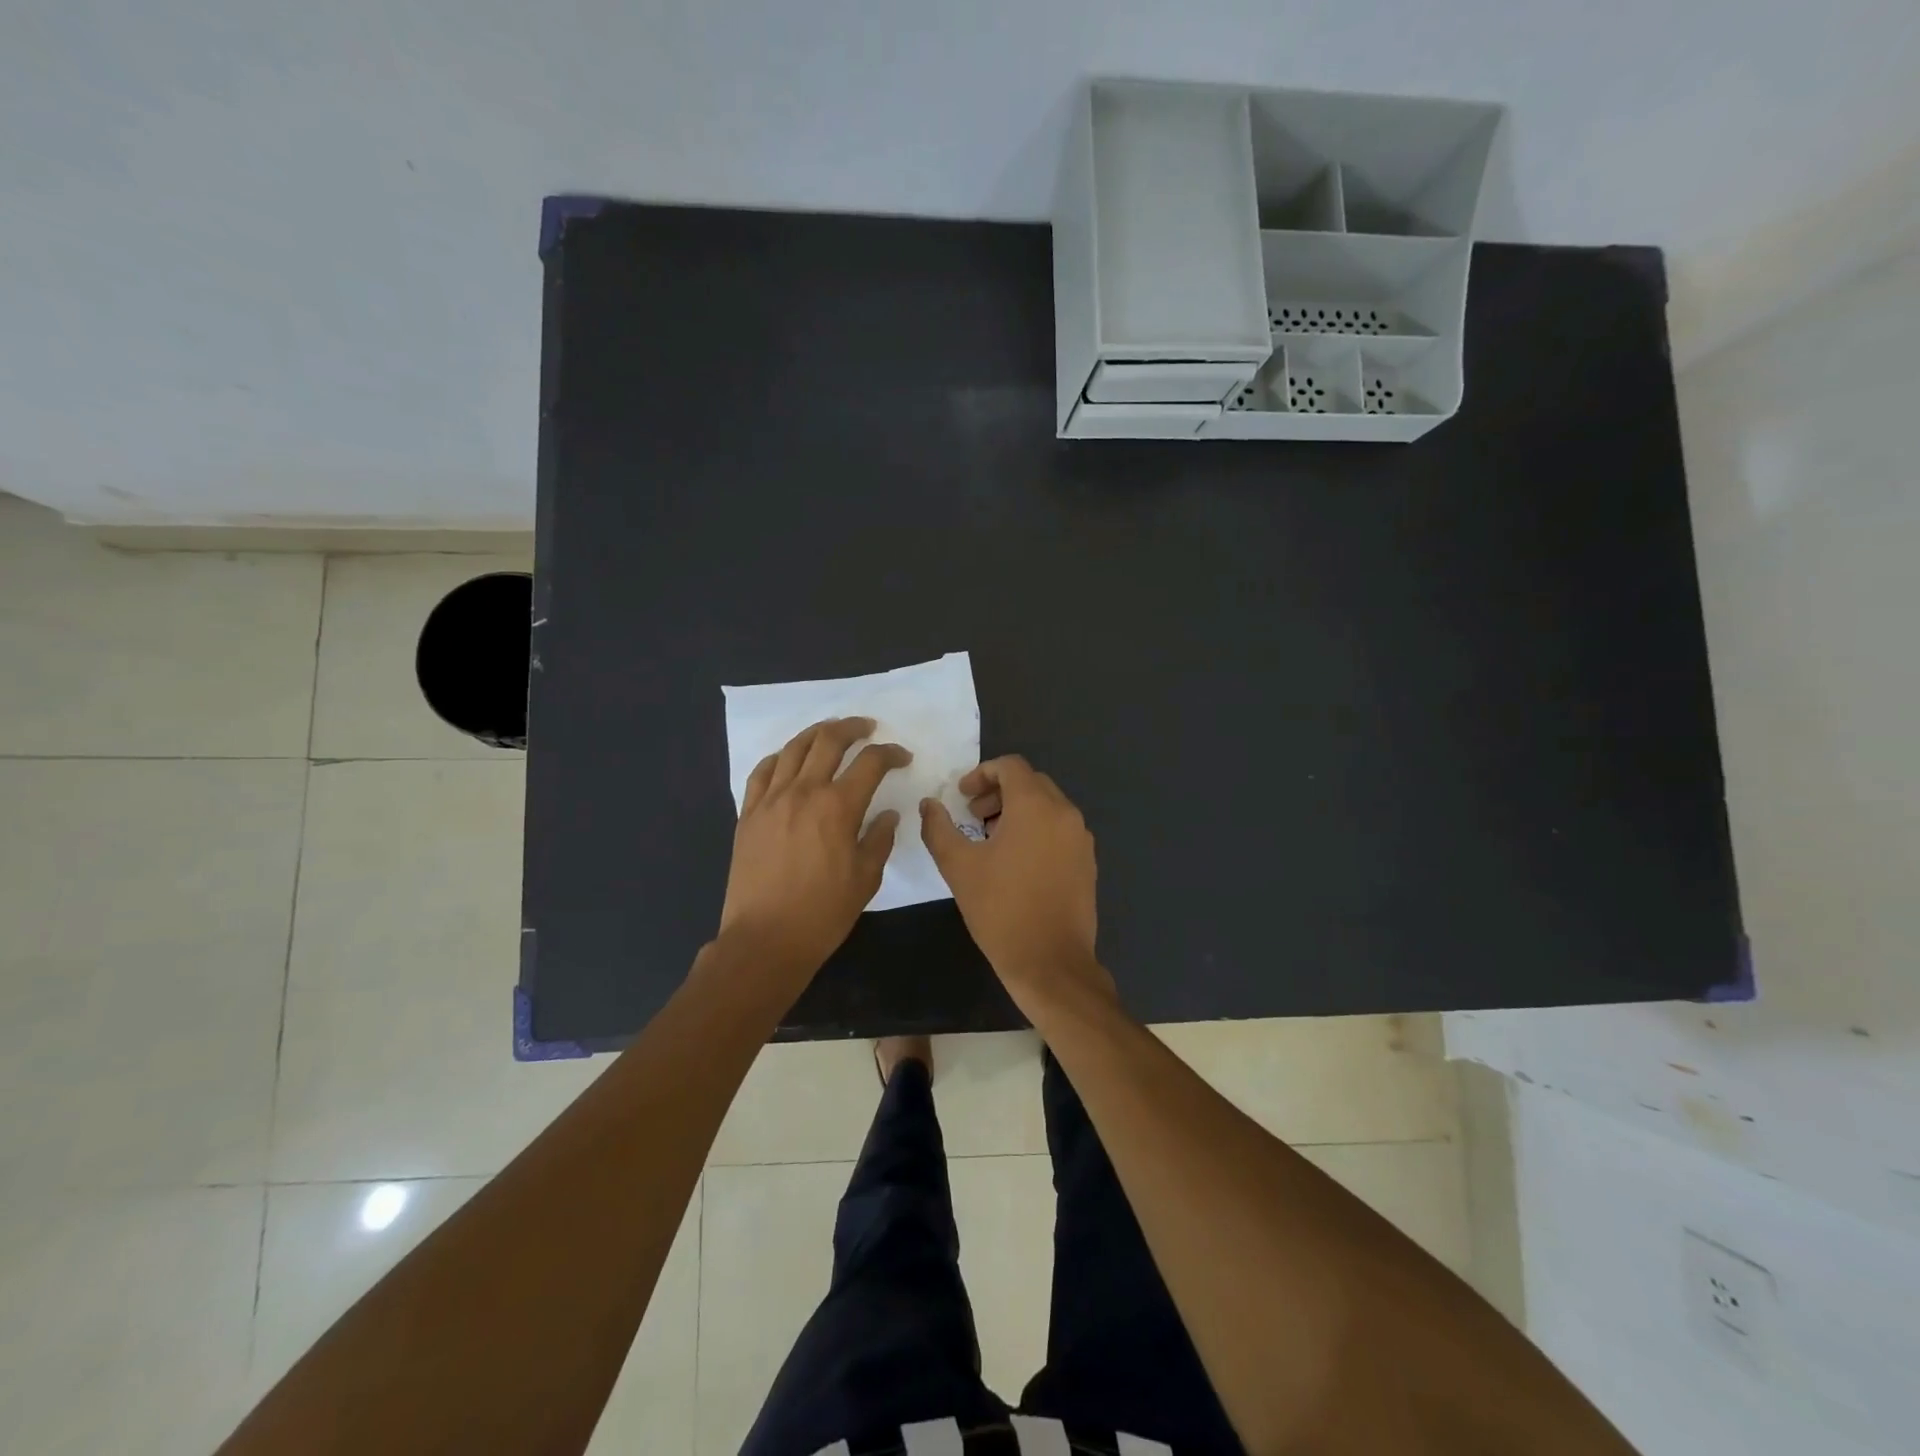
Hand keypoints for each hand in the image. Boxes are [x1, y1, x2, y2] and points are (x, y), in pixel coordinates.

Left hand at [718, 717, 908, 987]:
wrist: (765, 939)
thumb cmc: (823, 913)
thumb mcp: (866, 878)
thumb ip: (879, 839)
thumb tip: (887, 815)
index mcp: (838, 807)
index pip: (870, 762)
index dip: (890, 753)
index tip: (902, 757)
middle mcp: (803, 792)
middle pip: (829, 741)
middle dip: (853, 728)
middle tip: (868, 728)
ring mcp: (771, 800)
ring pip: (794, 748)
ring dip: (817, 733)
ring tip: (831, 731)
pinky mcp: (748, 814)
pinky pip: (763, 771)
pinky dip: (780, 756)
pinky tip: (789, 758)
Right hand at [919, 756, 1114, 1016]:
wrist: (1051, 963)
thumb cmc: (1001, 910)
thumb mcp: (958, 867)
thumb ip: (938, 827)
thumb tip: (929, 805)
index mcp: (1036, 806)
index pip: (1011, 766)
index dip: (981, 774)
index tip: (962, 797)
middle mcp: (1065, 814)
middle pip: (1031, 783)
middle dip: (999, 792)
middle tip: (973, 817)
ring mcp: (1081, 839)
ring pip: (1047, 806)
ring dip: (1017, 811)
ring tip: (991, 841)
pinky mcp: (1087, 862)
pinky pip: (1060, 829)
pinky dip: (1036, 830)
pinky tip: (1016, 863)